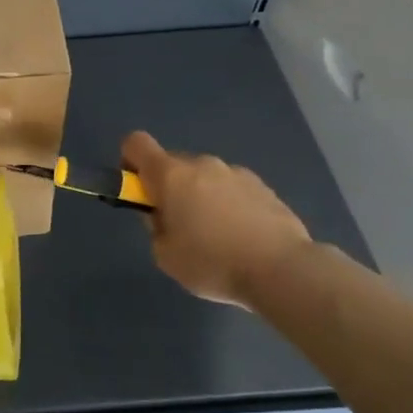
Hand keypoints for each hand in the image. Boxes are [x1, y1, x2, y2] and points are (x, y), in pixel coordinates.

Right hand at [121, 131, 312, 308]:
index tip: (138, 191)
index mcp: (171, 175)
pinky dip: (229, 205)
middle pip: (172, 163)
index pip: (136, 143)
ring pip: (205, 177)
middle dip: (169, 188)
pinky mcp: (264, 187)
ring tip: (216, 237)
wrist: (283, 270)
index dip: (130, 162)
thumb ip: (155, 227)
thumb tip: (162, 215)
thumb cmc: (213, 262)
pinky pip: (232, 189)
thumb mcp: (165, 255)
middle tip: (178, 225)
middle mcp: (202, 164)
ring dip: (201, 197)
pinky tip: (242, 238)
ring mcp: (236, 172)